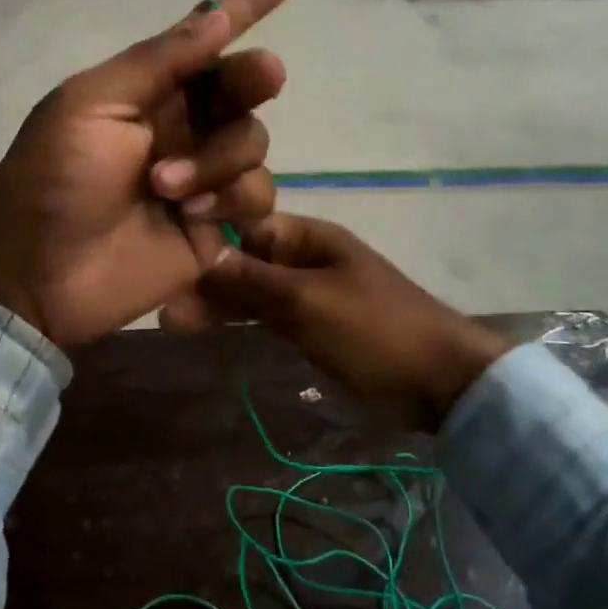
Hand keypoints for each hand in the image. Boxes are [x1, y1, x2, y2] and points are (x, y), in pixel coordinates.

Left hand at [0, 0, 289, 349]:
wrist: (37, 275)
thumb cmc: (53, 180)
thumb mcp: (92, 105)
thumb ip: (159, 63)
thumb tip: (217, 16)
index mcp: (146, 91)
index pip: (202, 43)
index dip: (241, 11)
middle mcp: (180, 127)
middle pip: (242, 89)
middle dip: (253, 79)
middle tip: (261, 78)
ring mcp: (200, 177)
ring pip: (253, 143)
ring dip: (218, 160)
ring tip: (167, 188)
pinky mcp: (214, 225)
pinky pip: (257, 197)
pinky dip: (232, 199)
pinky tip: (190, 215)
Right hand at [196, 214, 508, 432]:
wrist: (441, 381)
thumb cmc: (373, 331)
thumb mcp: (308, 302)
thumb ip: (253, 281)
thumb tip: (202, 259)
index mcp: (310, 237)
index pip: (247, 227)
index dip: (210, 241)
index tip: (169, 260)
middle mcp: (308, 258)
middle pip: (248, 261)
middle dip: (209, 281)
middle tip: (166, 310)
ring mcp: (313, 294)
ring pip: (256, 292)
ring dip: (221, 304)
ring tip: (174, 324)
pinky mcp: (318, 327)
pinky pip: (273, 316)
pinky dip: (246, 322)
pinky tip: (214, 331)